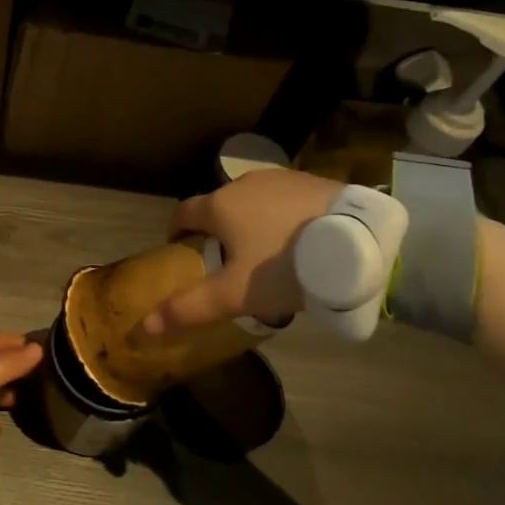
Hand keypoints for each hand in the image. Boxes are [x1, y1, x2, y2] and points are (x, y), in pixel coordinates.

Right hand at [142, 169, 342, 336]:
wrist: (360, 241)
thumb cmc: (285, 265)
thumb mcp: (235, 294)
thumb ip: (190, 308)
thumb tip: (144, 326)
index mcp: (218, 206)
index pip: (182, 212)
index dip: (177, 232)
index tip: (181, 251)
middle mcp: (243, 183)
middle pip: (219, 207)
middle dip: (218, 231)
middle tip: (229, 264)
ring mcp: (280, 178)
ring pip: (253, 202)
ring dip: (251, 222)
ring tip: (268, 254)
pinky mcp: (312, 179)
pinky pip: (285, 200)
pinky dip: (282, 217)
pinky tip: (301, 241)